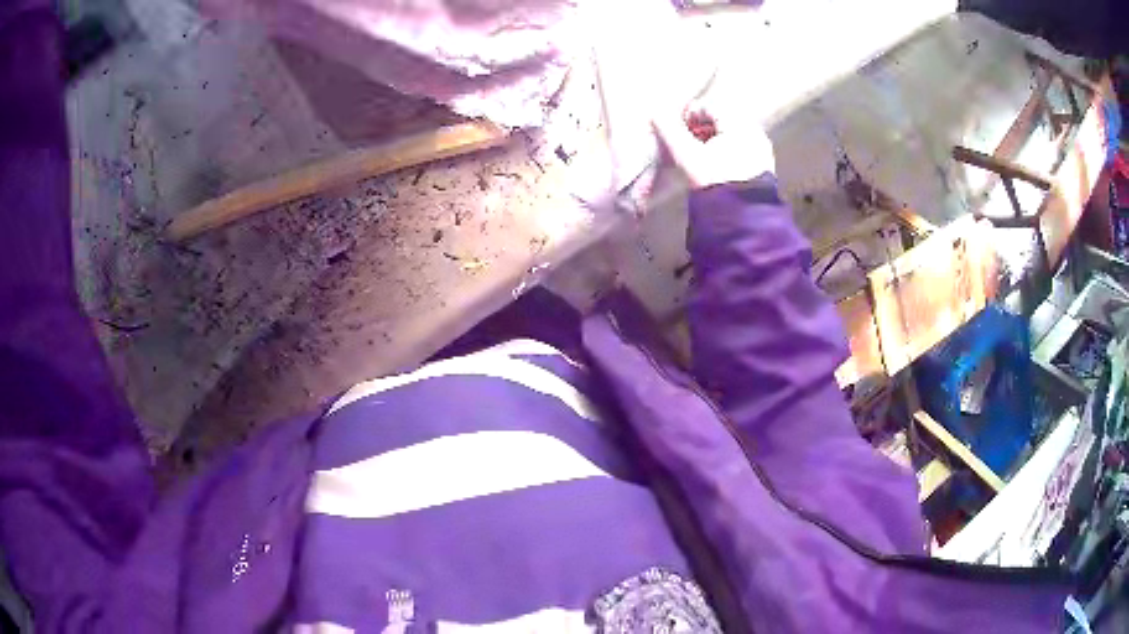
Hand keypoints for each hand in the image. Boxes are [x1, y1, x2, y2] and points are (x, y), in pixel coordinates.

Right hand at [652, 99, 775, 188]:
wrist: (743, 218)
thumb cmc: (714, 181)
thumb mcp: (688, 155)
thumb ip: (670, 131)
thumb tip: (655, 113)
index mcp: (738, 123)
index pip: (708, 106)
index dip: (688, 116)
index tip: (676, 132)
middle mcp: (753, 130)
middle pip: (721, 118)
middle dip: (701, 127)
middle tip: (686, 143)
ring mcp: (761, 147)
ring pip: (731, 132)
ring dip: (712, 138)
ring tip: (699, 155)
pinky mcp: (764, 163)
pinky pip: (741, 145)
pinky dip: (726, 149)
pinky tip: (716, 164)